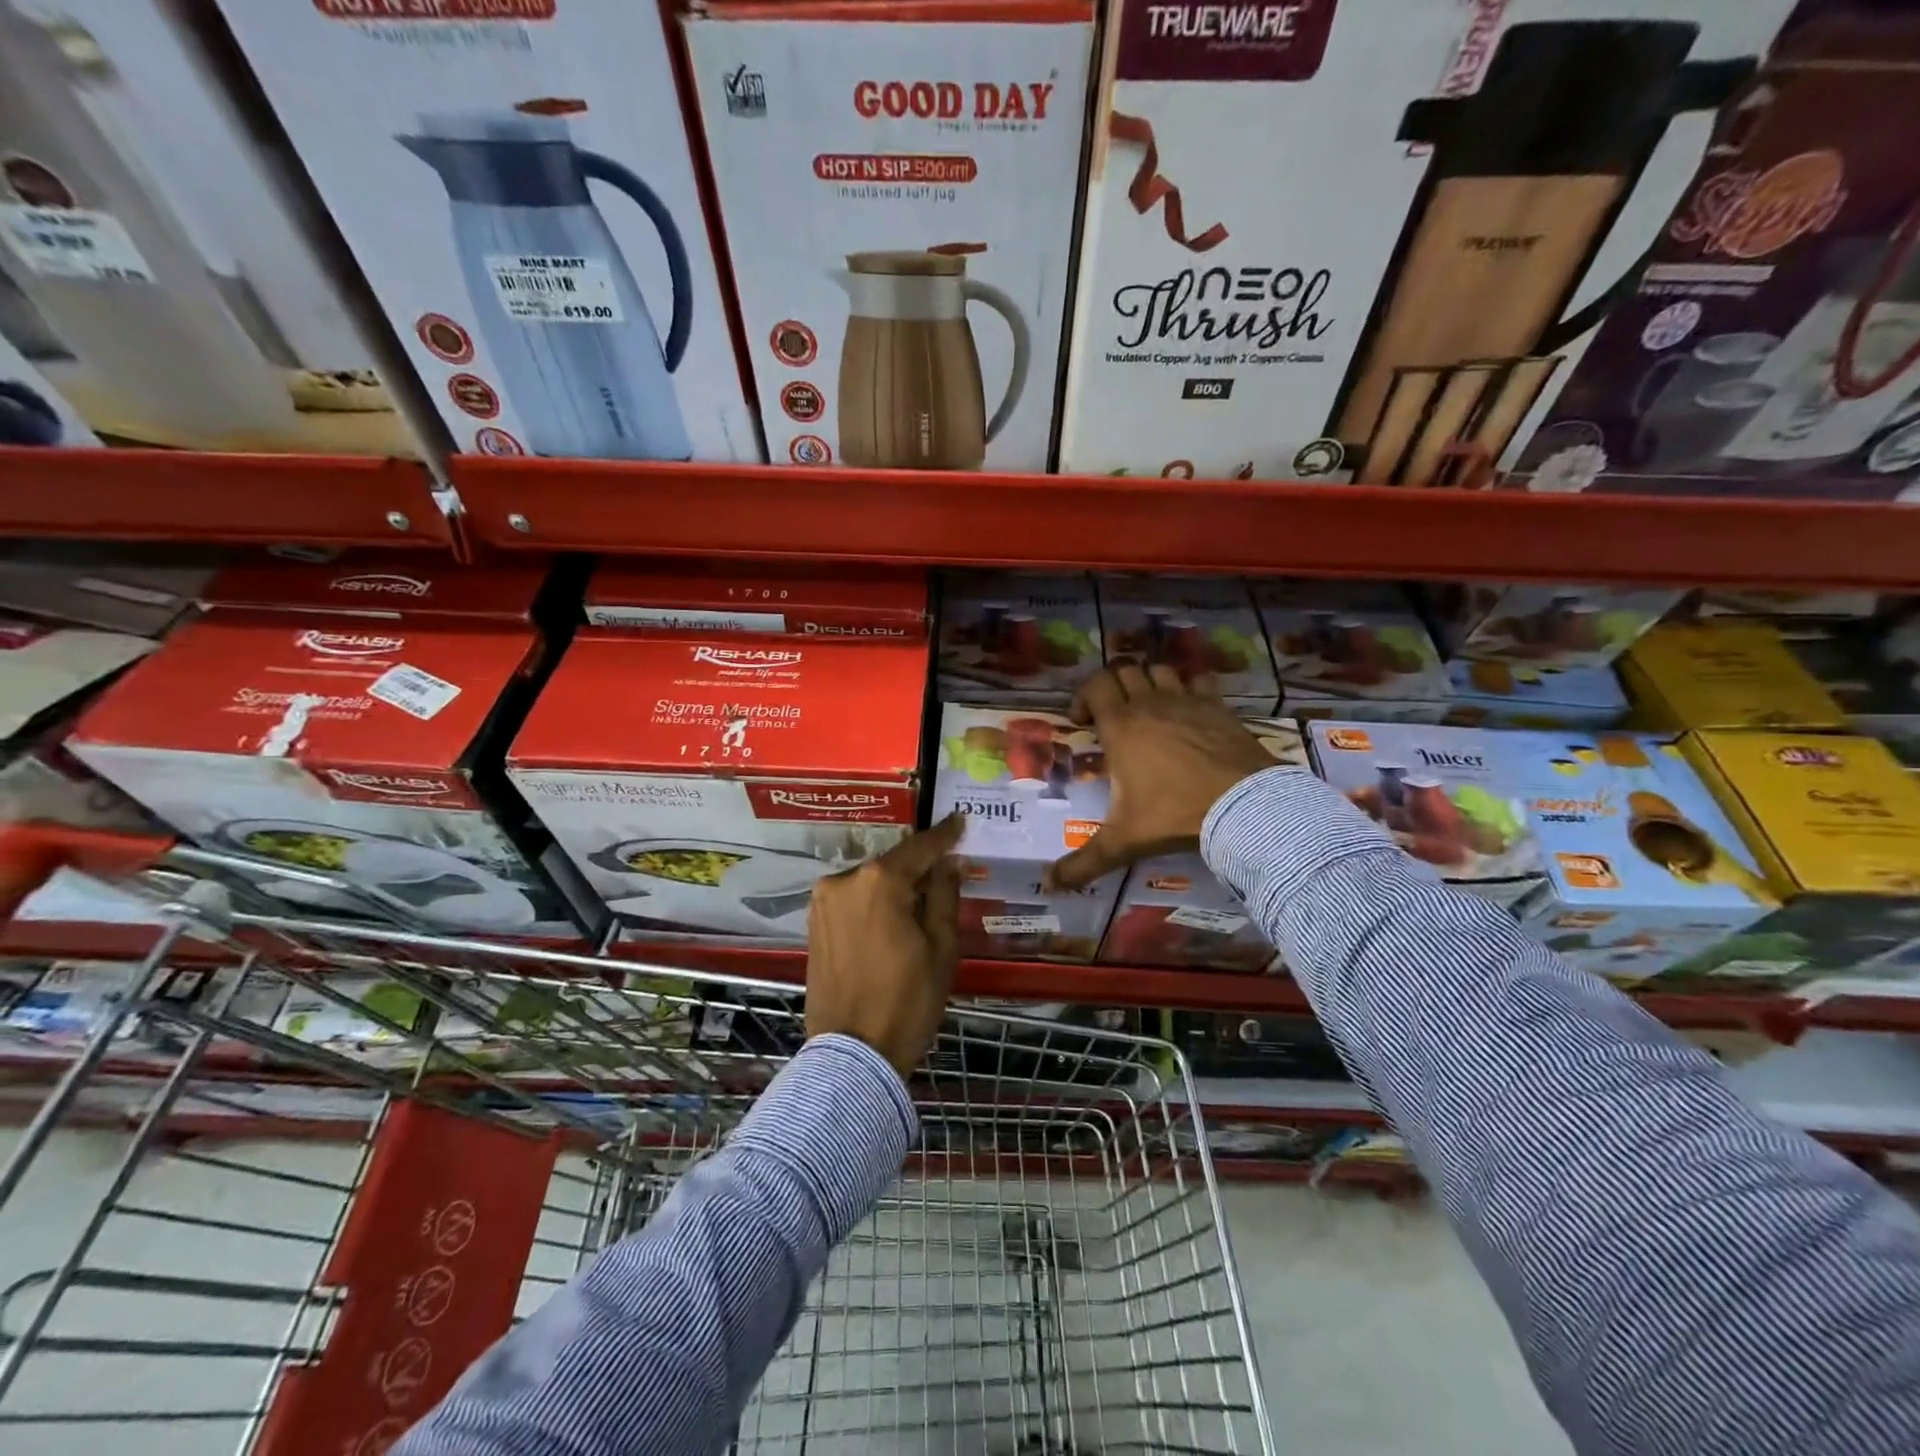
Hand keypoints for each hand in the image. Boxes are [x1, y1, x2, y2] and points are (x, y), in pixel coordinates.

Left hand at [806, 812, 964, 1077]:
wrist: (853, 1053)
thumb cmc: (907, 1000)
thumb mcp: (941, 947)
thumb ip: (944, 895)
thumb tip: (948, 863)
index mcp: (880, 881)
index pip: (919, 848)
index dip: (943, 835)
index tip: (959, 821)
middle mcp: (845, 880)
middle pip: (892, 864)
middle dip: (918, 867)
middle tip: (945, 872)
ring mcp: (823, 901)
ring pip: (871, 881)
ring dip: (894, 886)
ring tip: (920, 902)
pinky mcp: (814, 922)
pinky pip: (852, 898)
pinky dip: (873, 901)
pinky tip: (891, 918)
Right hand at [1049, 662, 1277, 889]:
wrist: (1243, 806)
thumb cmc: (1174, 815)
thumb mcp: (1123, 841)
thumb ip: (1084, 862)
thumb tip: (1050, 885)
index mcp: (1121, 726)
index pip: (1094, 685)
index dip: (1083, 696)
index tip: (1082, 722)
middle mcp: (1150, 704)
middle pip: (1124, 670)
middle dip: (1112, 685)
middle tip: (1111, 713)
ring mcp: (1187, 700)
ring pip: (1159, 669)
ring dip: (1147, 680)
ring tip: (1147, 707)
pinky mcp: (1217, 705)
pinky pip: (1198, 680)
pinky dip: (1188, 685)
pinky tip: (1189, 707)